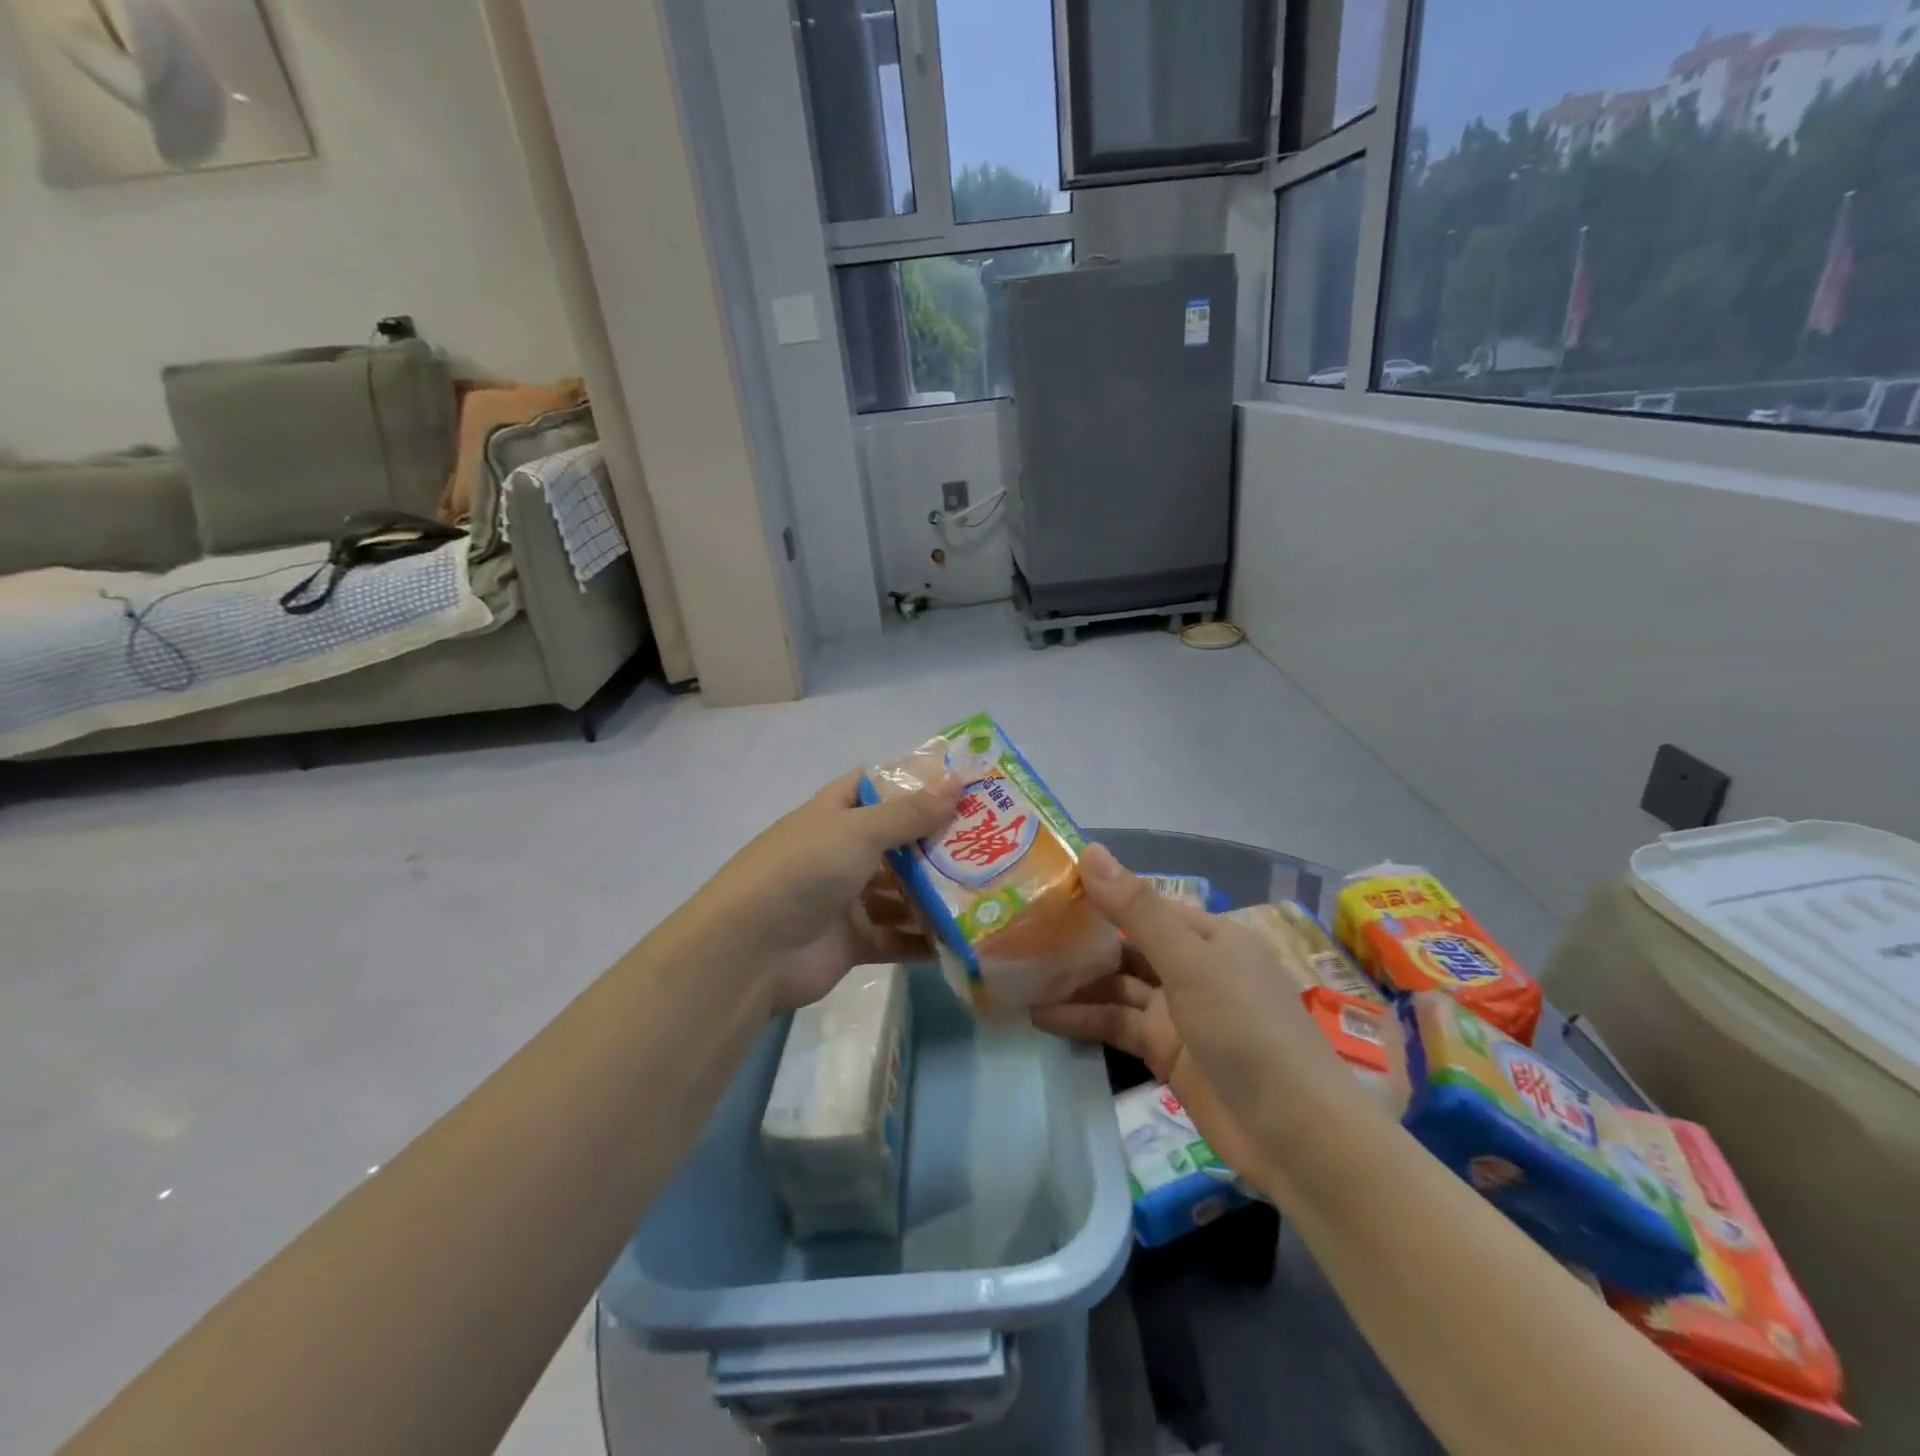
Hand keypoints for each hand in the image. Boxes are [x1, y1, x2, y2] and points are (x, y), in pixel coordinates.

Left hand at [689, 769, 961, 1012]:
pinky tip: (962, 938)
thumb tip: (958, 781)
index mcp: (833, 814)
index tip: (960, 784)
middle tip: (992, 840)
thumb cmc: (803, 871)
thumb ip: (909, 812)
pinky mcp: (853, 941)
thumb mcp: (858, 832)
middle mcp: (840, 852)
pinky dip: (923, 939)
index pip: (873, 785)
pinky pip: (897, 937)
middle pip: (896, 841)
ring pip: (900, 891)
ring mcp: (846, 898)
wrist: (750, 952)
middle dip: (937, 842)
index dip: (912, 782)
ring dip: (936, 893)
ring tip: (987, 890)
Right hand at [1033, 845, 1369, 1188]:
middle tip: (1019, 929)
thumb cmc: (1246, 1030)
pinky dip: (1081, 1020)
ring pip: (1115, 987)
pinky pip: (1116, 1026)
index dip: (1096, 894)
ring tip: (1018, 973)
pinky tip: (1039, 1016)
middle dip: (1079, 939)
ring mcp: (1178, 1013)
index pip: (1142, 903)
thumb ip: (1136, 909)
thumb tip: (1090, 850)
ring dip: (1073, 982)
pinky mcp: (1166, 1053)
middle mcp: (1192, 967)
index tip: (1044, 886)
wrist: (1296, 1138)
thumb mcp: (1189, 961)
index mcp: (1208, 935)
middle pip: (1126, 945)